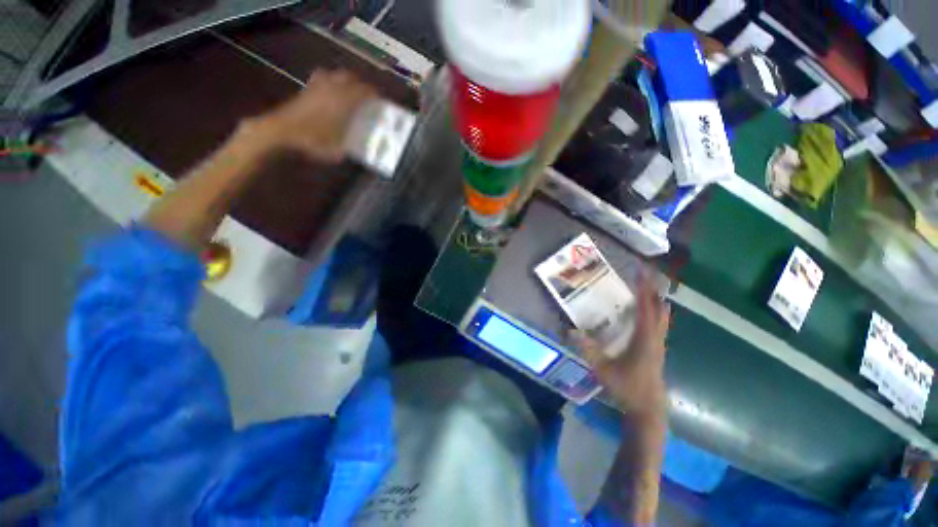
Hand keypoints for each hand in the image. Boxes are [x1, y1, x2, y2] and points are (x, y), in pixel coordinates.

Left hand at [252, 70, 377, 162]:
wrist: (280, 132)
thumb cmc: (313, 140)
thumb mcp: (338, 150)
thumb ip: (351, 146)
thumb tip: (359, 147)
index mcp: (344, 100)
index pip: (364, 91)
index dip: (374, 95)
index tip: (381, 101)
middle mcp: (332, 88)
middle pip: (349, 77)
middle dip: (360, 85)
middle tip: (366, 97)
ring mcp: (316, 86)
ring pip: (334, 75)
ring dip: (343, 81)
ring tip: (348, 94)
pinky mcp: (305, 90)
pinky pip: (322, 80)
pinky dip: (330, 84)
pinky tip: (330, 96)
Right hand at [572, 277, 670, 420]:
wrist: (648, 409)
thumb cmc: (627, 388)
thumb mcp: (603, 369)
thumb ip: (587, 349)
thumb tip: (569, 331)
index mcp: (645, 340)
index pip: (646, 309)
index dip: (643, 289)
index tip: (641, 272)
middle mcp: (656, 338)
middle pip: (659, 308)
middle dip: (653, 289)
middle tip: (645, 273)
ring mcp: (659, 343)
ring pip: (662, 315)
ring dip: (655, 299)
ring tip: (646, 285)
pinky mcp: (657, 348)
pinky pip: (659, 323)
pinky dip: (654, 310)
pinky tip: (645, 310)